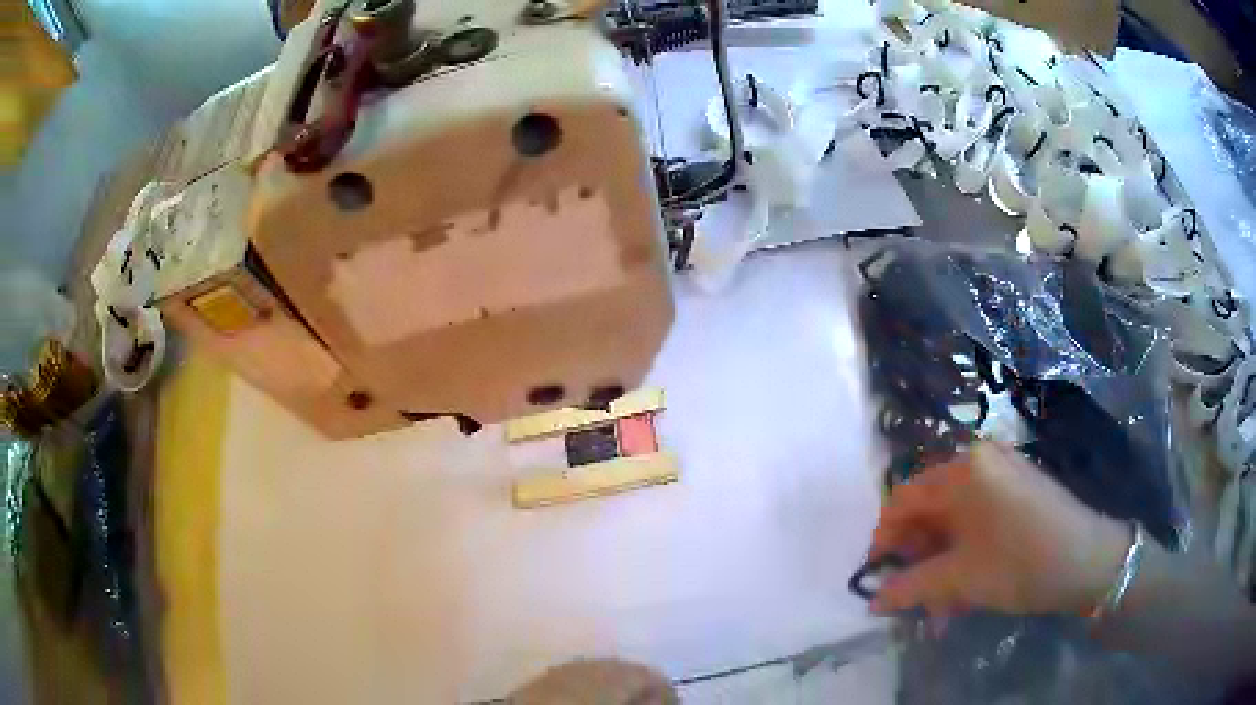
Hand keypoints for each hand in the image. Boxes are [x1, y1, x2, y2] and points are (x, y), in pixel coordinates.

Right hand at [870, 442, 1130, 616]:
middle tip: (913, 596)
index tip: (877, 575)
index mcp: (962, 470)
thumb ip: (911, 587)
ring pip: (956, 519)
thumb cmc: (1021, 562)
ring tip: (942, 605)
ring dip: (942, 562)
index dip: (884, 539)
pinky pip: (980, 517)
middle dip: (918, 557)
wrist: (1089, 559)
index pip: (904, 498)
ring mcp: (1004, 472)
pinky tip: (968, 586)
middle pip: (931, 508)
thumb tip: (873, 602)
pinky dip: (967, 551)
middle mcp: (980, 460)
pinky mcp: (1020, 488)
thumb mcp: (961, 580)